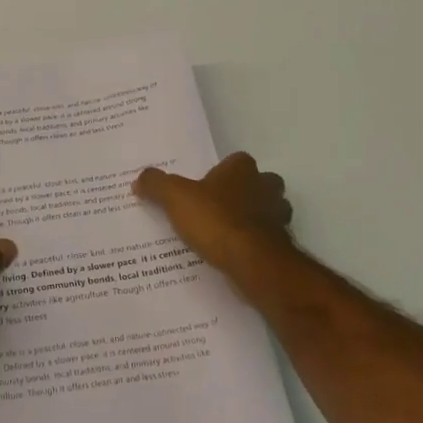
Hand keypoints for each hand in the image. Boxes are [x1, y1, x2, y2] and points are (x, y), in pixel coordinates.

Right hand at [134, 153, 293, 277]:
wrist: (253, 262)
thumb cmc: (216, 220)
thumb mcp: (175, 198)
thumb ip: (157, 184)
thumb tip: (140, 179)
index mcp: (242, 169)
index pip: (237, 161)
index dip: (222, 172)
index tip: (206, 186)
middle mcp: (266, 187)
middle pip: (259, 184)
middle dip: (245, 193)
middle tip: (218, 207)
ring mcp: (278, 216)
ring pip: (269, 211)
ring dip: (254, 218)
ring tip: (226, 232)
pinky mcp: (282, 244)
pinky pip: (267, 239)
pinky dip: (255, 244)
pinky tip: (236, 254)